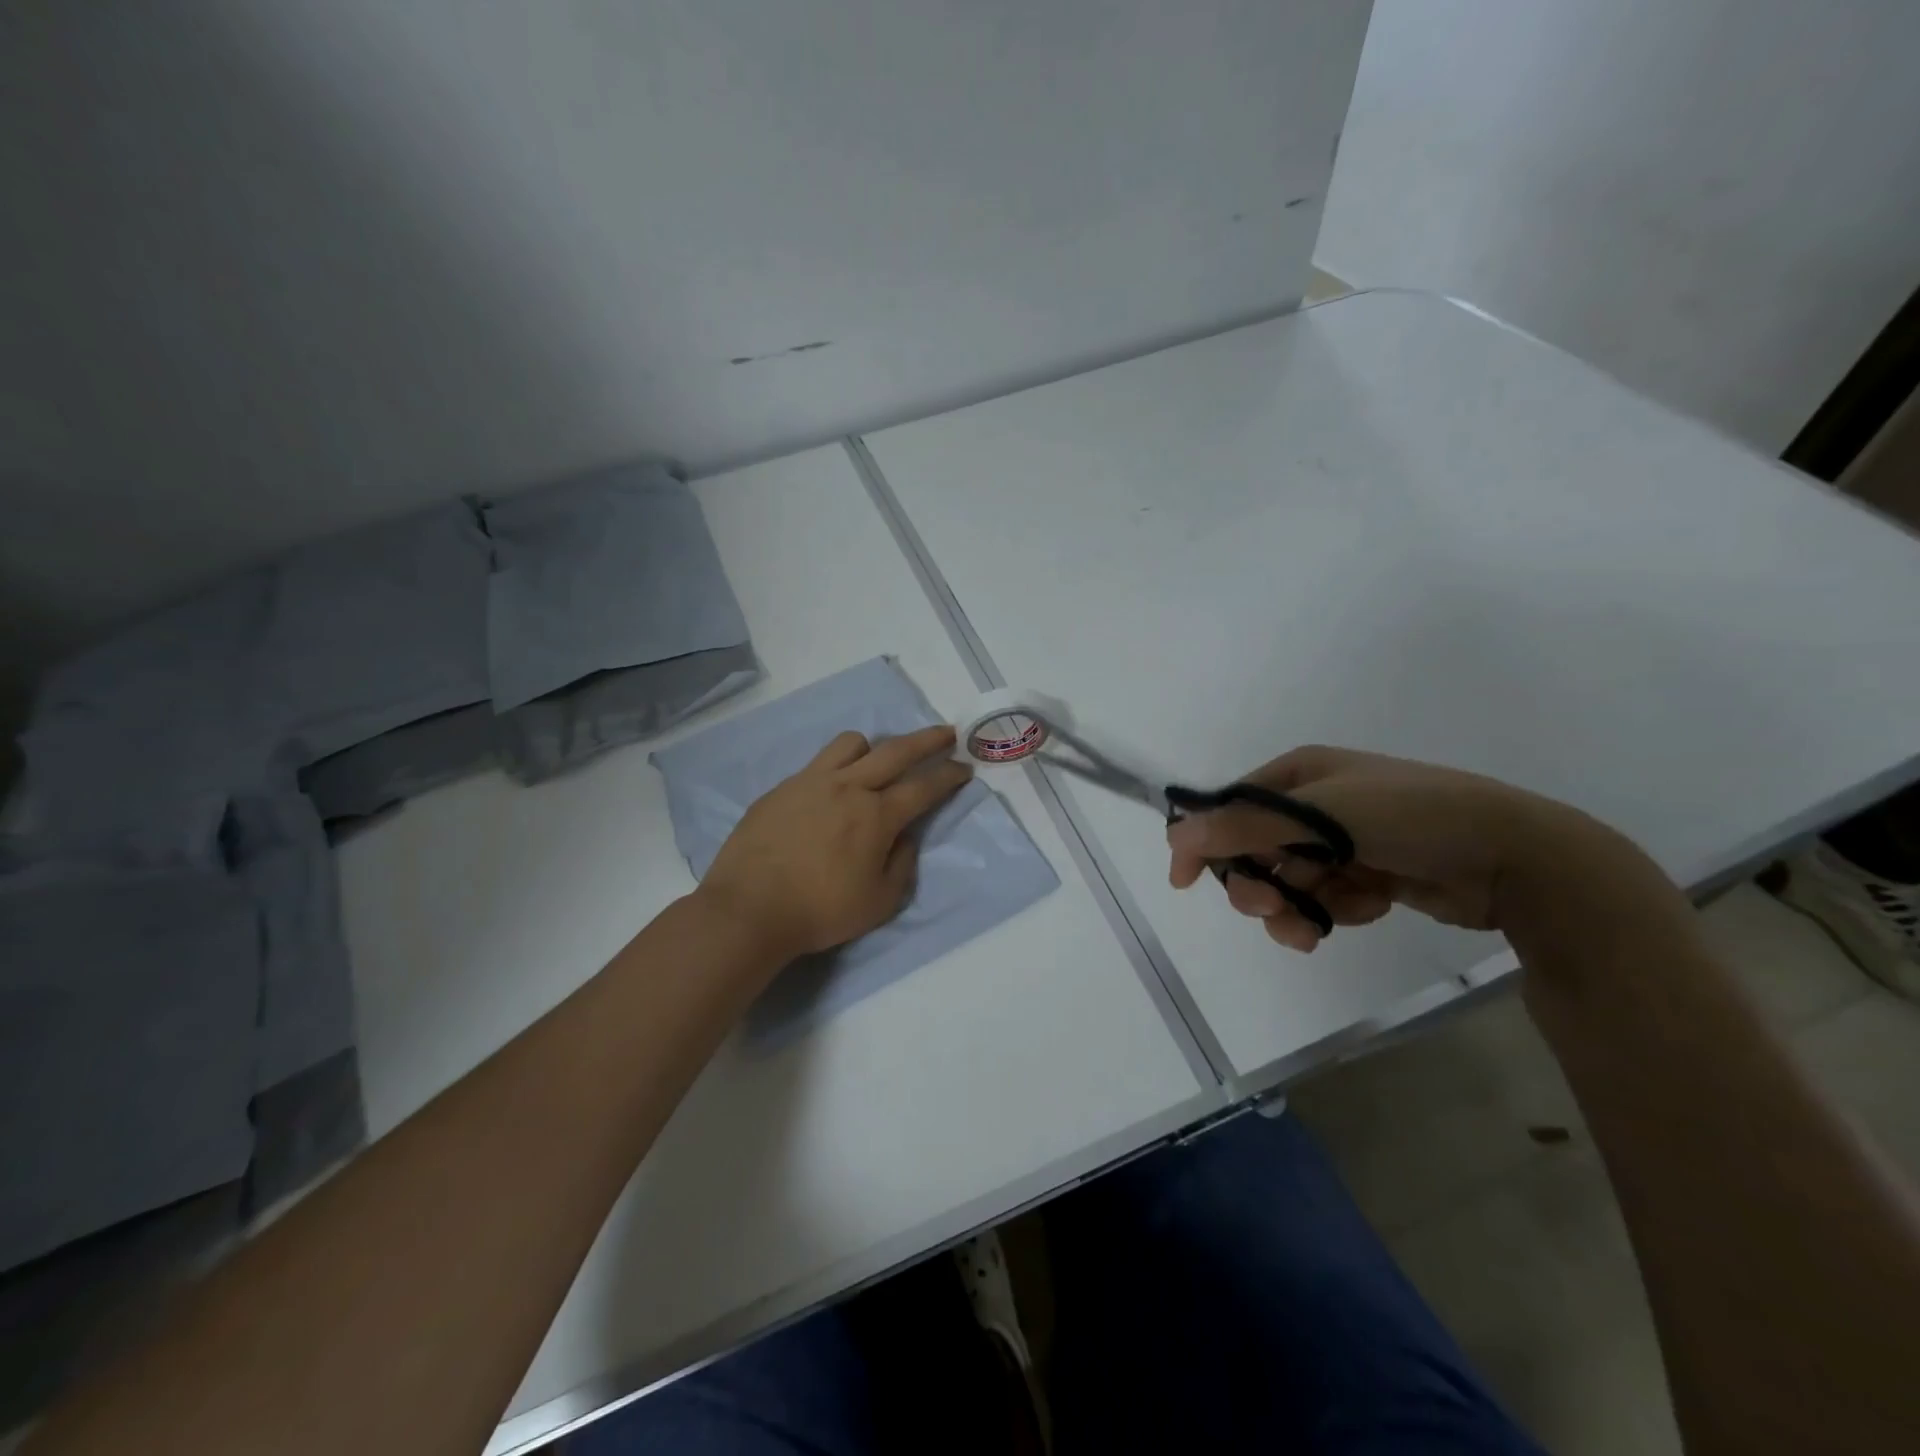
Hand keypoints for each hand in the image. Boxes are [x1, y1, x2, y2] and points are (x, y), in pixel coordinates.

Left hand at [698, 725, 973, 962]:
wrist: (749, 909)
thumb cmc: (820, 911)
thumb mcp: (880, 902)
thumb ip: (902, 865)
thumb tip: (904, 838)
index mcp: (876, 815)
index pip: (924, 786)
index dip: (949, 776)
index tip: (964, 767)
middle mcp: (848, 786)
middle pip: (895, 750)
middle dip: (927, 739)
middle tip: (945, 733)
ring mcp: (810, 782)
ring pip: (851, 744)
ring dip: (873, 748)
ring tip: (877, 762)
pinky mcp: (782, 788)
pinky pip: (817, 764)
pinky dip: (835, 769)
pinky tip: (829, 794)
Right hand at [1165, 745, 1625, 950]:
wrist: (1513, 855)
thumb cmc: (1410, 816)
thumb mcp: (1322, 815)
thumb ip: (1245, 827)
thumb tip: (1176, 837)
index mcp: (1298, 775)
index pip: (1229, 807)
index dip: (1205, 842)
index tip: (1185, 882)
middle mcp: (1315, 804)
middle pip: (1256, 850)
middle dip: (1258, 884)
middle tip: (1270, 910)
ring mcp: (1345, 840)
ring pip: (1290, 881)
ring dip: (1295, 908)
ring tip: (1313, 930)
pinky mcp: (1371, 873)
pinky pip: (1329, 897)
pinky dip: (1339, 910)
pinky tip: (1368, 907)